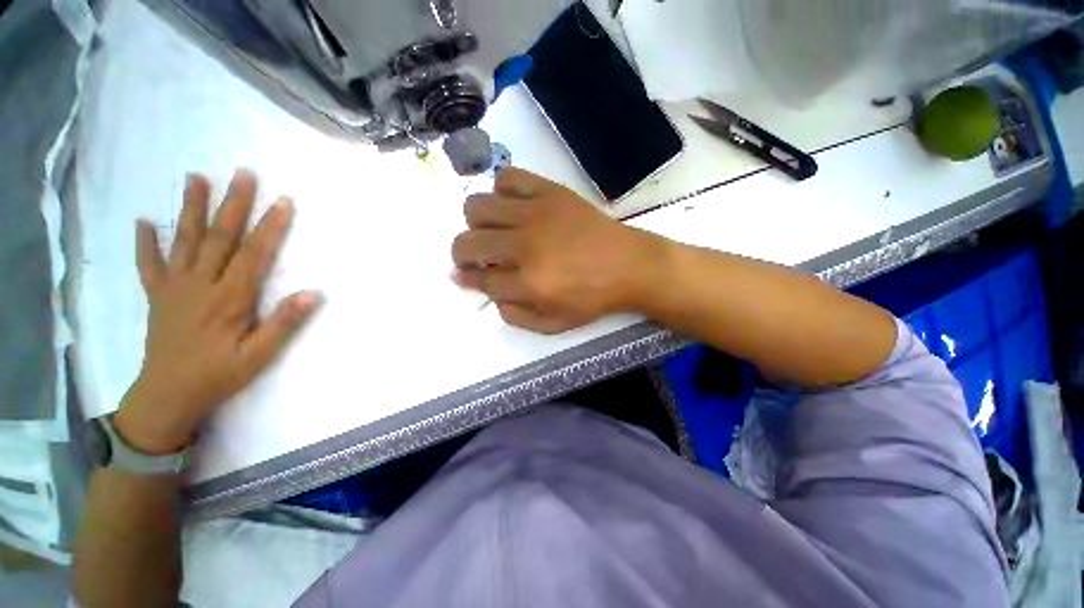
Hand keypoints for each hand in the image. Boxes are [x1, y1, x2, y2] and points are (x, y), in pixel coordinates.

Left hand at [113, 170, 319, 454]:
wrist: (168, 396)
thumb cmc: (219, 375)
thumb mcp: (260, 356)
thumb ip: (283, 324)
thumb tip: (313, 294)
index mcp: (229, 299)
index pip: (254, 254)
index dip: (271, 227)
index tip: (284, 202)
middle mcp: (200, 284)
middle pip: (219, 237)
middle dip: (233, 204)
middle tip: (243, 173)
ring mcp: (174, 287)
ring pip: (184, 240)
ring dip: (191, 208)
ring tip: (195, 177)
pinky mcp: (157, 295)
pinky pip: (149, 264)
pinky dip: (146, 242)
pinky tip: (144, 222)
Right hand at [451, 168, 666, 333]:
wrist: (629, 265)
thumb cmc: (592, 298)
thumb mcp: (553, 324)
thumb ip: (515, 316)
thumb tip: (488, 294)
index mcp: (528, 283)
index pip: (480, 278)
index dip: (466, 278)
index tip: (462, 275)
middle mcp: (525, 246)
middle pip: (467, 243)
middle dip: (461, 254)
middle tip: (475, 256)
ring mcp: (537, 213)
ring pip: (477, 206)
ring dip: (476, 223)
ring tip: (493, 231)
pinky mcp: (550, 191)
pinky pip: (508, 177)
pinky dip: (501, 190)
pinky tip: (512, 206)